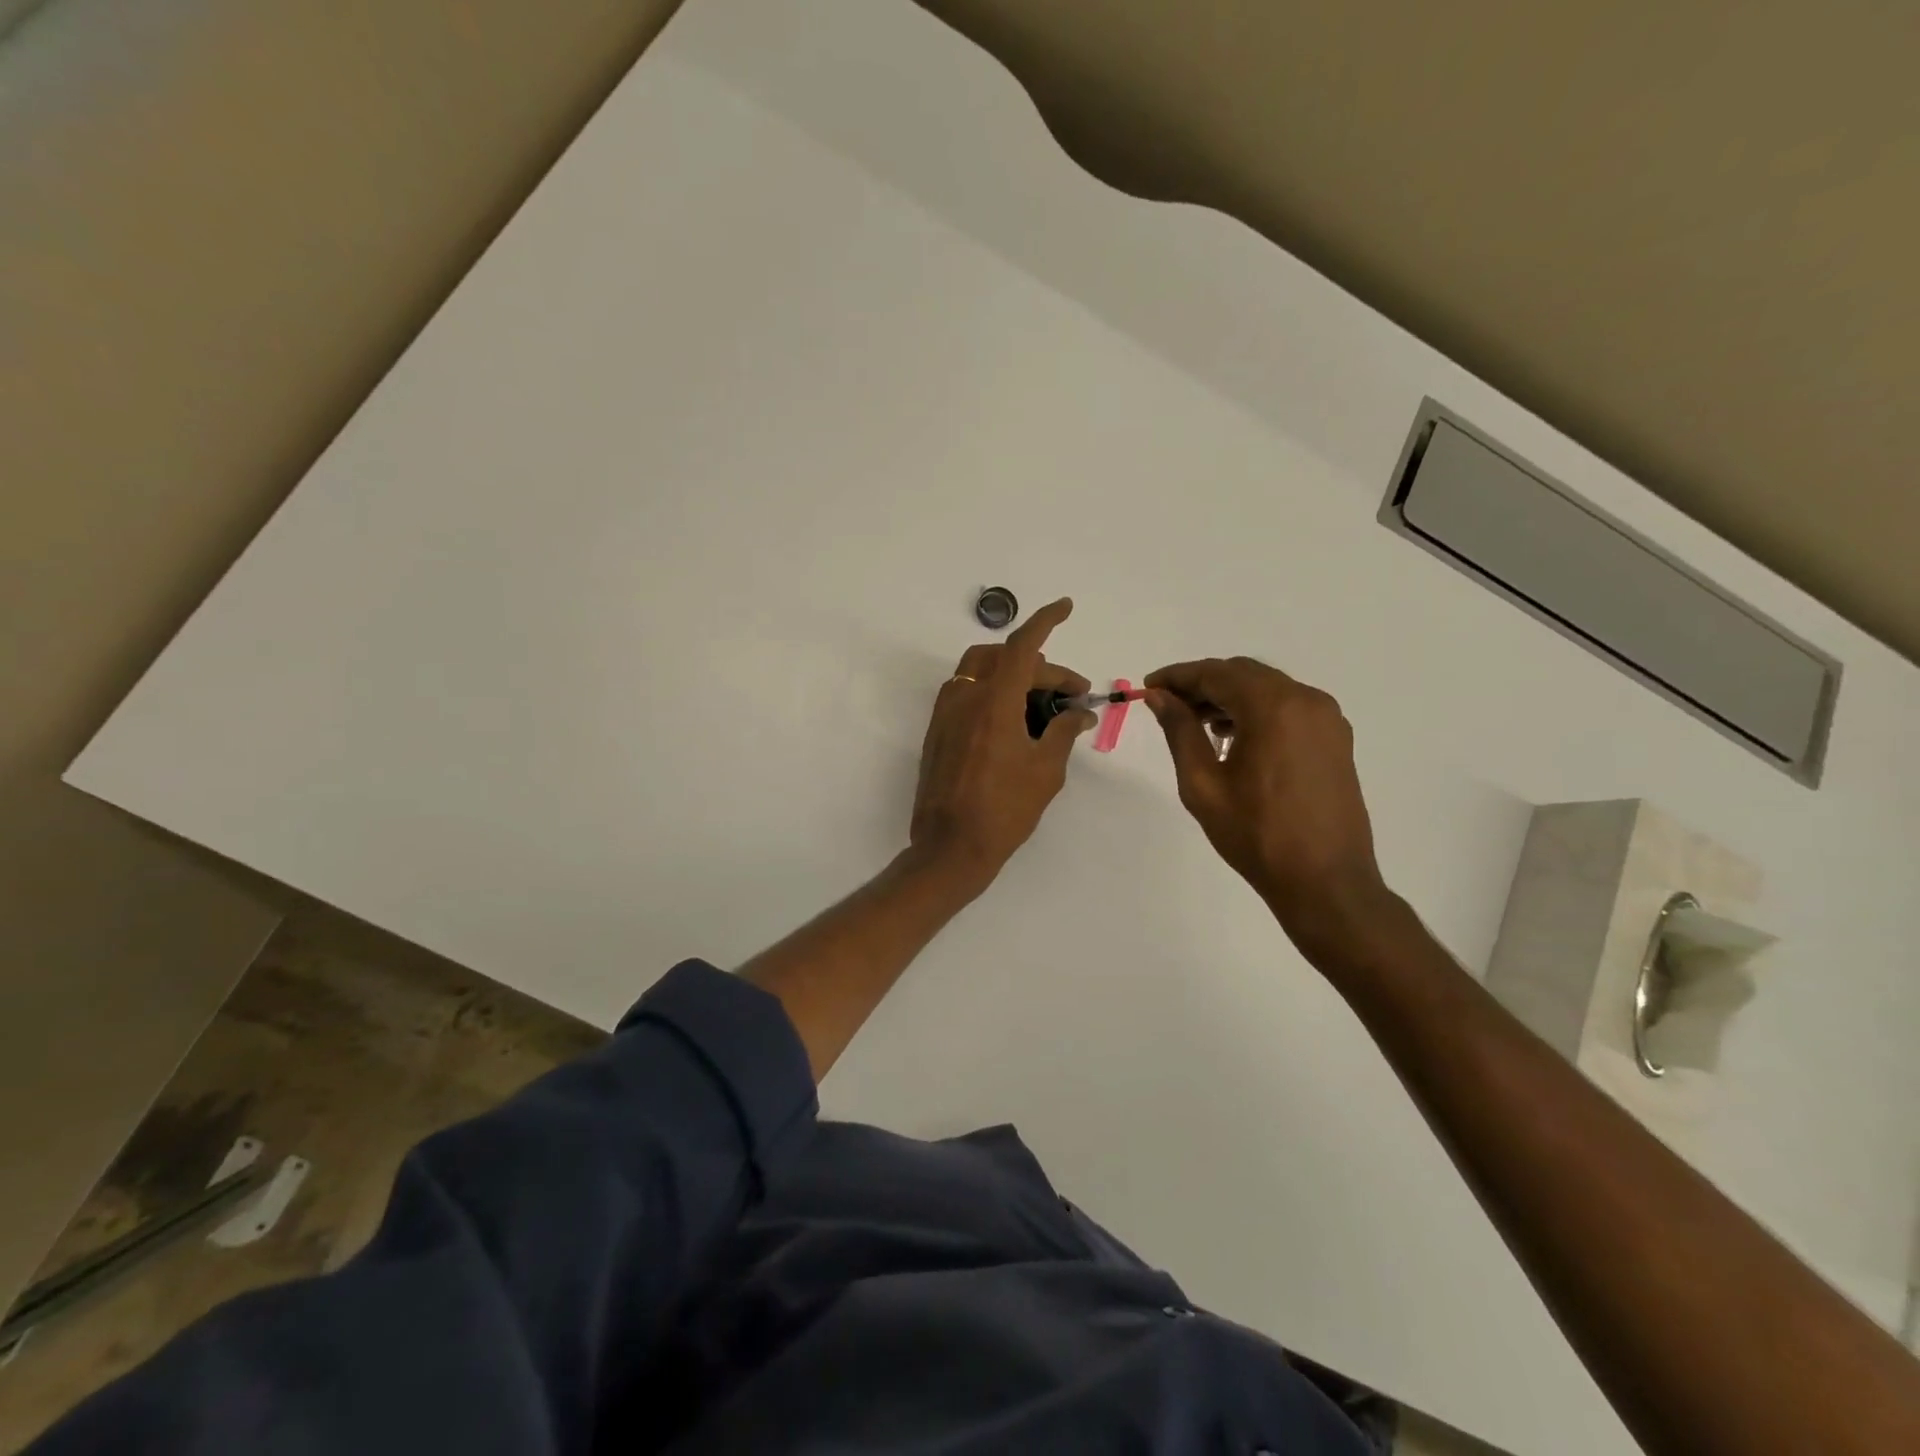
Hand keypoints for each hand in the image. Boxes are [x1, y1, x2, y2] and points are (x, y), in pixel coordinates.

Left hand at [910, 598, 1096, 890]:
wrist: (950, 848)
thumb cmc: (1004, 811)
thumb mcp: (1046, 770)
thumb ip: (1064, 731)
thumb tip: (1081, 712)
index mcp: (993, 702)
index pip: (1022, 646)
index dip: (1045, 620)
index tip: (1066, 606)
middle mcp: (964, 698)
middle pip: (1004, 658)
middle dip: (1041, 667)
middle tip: (1071, 694)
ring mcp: (945, 714)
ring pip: (980, 670)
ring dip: (1013, 675)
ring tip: (1042, 703)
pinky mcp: (937, 731)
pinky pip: (967, 692)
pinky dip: (993, 691)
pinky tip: (1013, 720)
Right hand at [1144, 656, 1390, 954]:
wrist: (1324, 881)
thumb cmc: (1255, 835)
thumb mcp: (1202, 784)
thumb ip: (1180, 731)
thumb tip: (1160, 697)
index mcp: (1273, 707)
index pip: (1216, 674)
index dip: (1178, 677)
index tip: (1149, 687)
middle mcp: (1306, 700)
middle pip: (1244, 674)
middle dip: (1203, 684)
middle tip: (1168, 706)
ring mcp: (1326, 718)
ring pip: (1268, 689)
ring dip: (1230, 697)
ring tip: (1198, 724)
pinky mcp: (1335, 738)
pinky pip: (1288, 708)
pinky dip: (1256, 711)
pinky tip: (1234, 739)